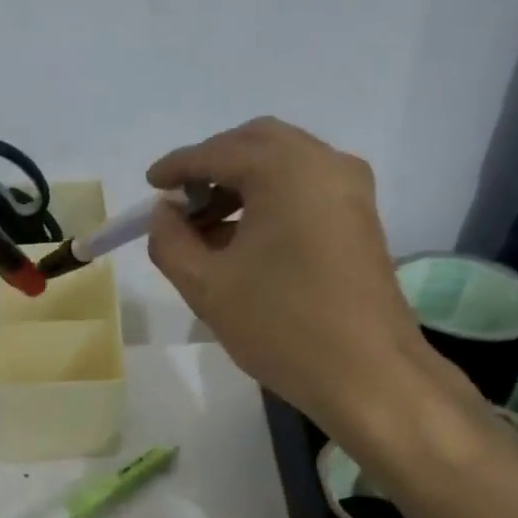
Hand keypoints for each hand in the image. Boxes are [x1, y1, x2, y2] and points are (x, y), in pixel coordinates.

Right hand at [147, 117, 478, 451]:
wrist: (368, 373)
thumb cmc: (281, 325)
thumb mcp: (206, 286)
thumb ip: (170, 241)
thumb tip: (164, 213)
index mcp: (285, 169)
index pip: (217, 152)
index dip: (177, 166)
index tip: (150, 184)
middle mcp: (324, 163)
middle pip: (256, 143)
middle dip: (212, 165)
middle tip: (180, 200)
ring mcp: (350, 188)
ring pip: (283, 163)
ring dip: (240, 182)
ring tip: (205, 227)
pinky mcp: (360, 216)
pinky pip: (305, 187)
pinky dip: (269, 197)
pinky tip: (243, 238)